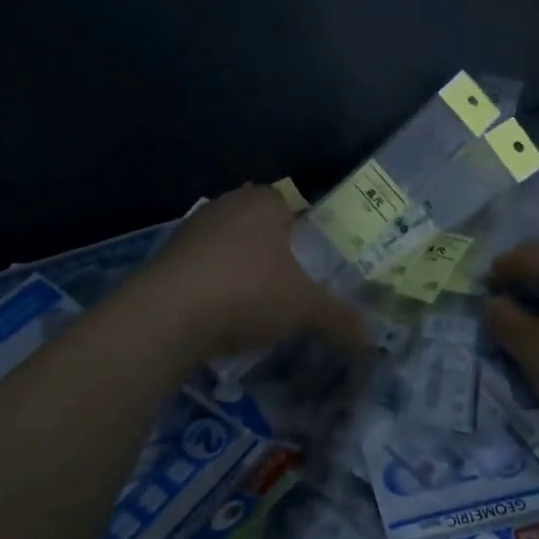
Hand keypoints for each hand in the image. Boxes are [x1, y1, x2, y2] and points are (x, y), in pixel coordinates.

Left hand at [134, 184, 364, 364]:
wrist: (168, 314)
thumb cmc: (248, 291)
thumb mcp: (304, 307)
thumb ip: (339, 317)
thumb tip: (371, 337)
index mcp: (265, 201)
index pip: (292, 206)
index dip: (305, 235)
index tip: (313, 267)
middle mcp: (228, 204)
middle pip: (260, 226)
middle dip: (273, 253)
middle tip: (290, 287)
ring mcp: (193, 228)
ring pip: (229, 246)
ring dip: (241, 270)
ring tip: (256, 306)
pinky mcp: (167, 256)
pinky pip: (202, 267)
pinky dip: (213, 286)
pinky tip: (220, 315)